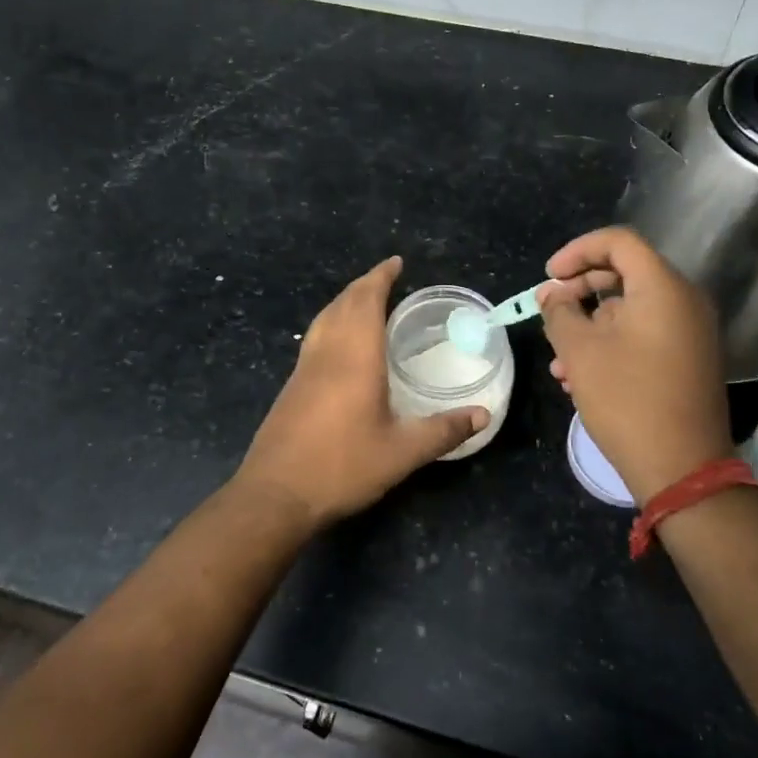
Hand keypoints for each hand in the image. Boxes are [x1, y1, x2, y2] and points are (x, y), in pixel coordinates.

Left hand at [236, 258, 489, 529]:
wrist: (275, 494)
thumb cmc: (341, 467)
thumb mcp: (401, 453)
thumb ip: (442, 431)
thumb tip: (482, 415)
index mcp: (354, 357)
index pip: (366, 301)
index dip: (380, 277)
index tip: (396, 263)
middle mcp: (326, 353)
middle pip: (342, 304)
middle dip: (364, 285)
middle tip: (387, 279)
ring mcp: (304, 369)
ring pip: (324, 319)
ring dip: (345, 302)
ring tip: (365, 303)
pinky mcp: (292, 386)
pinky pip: (315, 338)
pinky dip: (332, 324)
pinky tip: (341, 346)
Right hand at [537, 226, 732, 503]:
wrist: (681, 467)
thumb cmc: (626, 399)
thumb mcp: (579, 351)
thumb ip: (560, 312)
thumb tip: (552, 293)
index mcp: (663, 288)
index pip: (618, 242)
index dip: (577, 251)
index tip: (549, 277)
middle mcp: (685, 301)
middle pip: (626, 273)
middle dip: (580, 290)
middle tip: (550, 310)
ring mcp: (692, 332)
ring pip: (631, 310)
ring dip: (591, 325)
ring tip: (559, 360)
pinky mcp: (690, 359)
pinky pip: (646, 334)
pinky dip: (613, 343)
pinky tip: (581, 376)